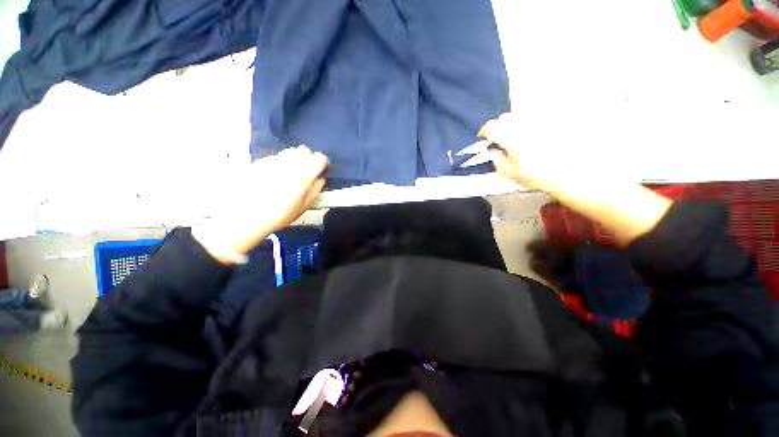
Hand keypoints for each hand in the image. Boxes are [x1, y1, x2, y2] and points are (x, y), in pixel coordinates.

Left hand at [193, 146, 327, 262]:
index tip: (320, 169)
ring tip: (289, 173)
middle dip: (308, 158)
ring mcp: (272, 161)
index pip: (320, 158)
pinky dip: (278, 164)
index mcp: (303, 175)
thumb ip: (315, 189)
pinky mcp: (259, 162)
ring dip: (294, 159)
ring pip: (289, 151)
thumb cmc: (279, 215)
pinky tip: (272, 177)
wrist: (245, 216)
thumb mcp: (304, 206)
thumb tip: (320, 179)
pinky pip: (274, 158)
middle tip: (305, 171)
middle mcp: (289, 164)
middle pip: (304, 150)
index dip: (322, 162)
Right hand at [481, 112, 670, 243]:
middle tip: (502, 141)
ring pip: (522, 116)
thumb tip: (496, 153)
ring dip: (516, 126)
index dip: (484, 132)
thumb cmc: (540, 175)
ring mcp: (541, 120)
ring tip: (522, 139)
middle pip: (505, 118)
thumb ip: (498, 162)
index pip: (491, 127)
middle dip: (500, 128)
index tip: (484, 139)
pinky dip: (533, 125)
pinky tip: (539, 138)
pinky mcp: (555, 120)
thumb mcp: (512, 174)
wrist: (577, 172)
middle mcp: (525, 123)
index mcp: (510, 136)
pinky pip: (539, 118)